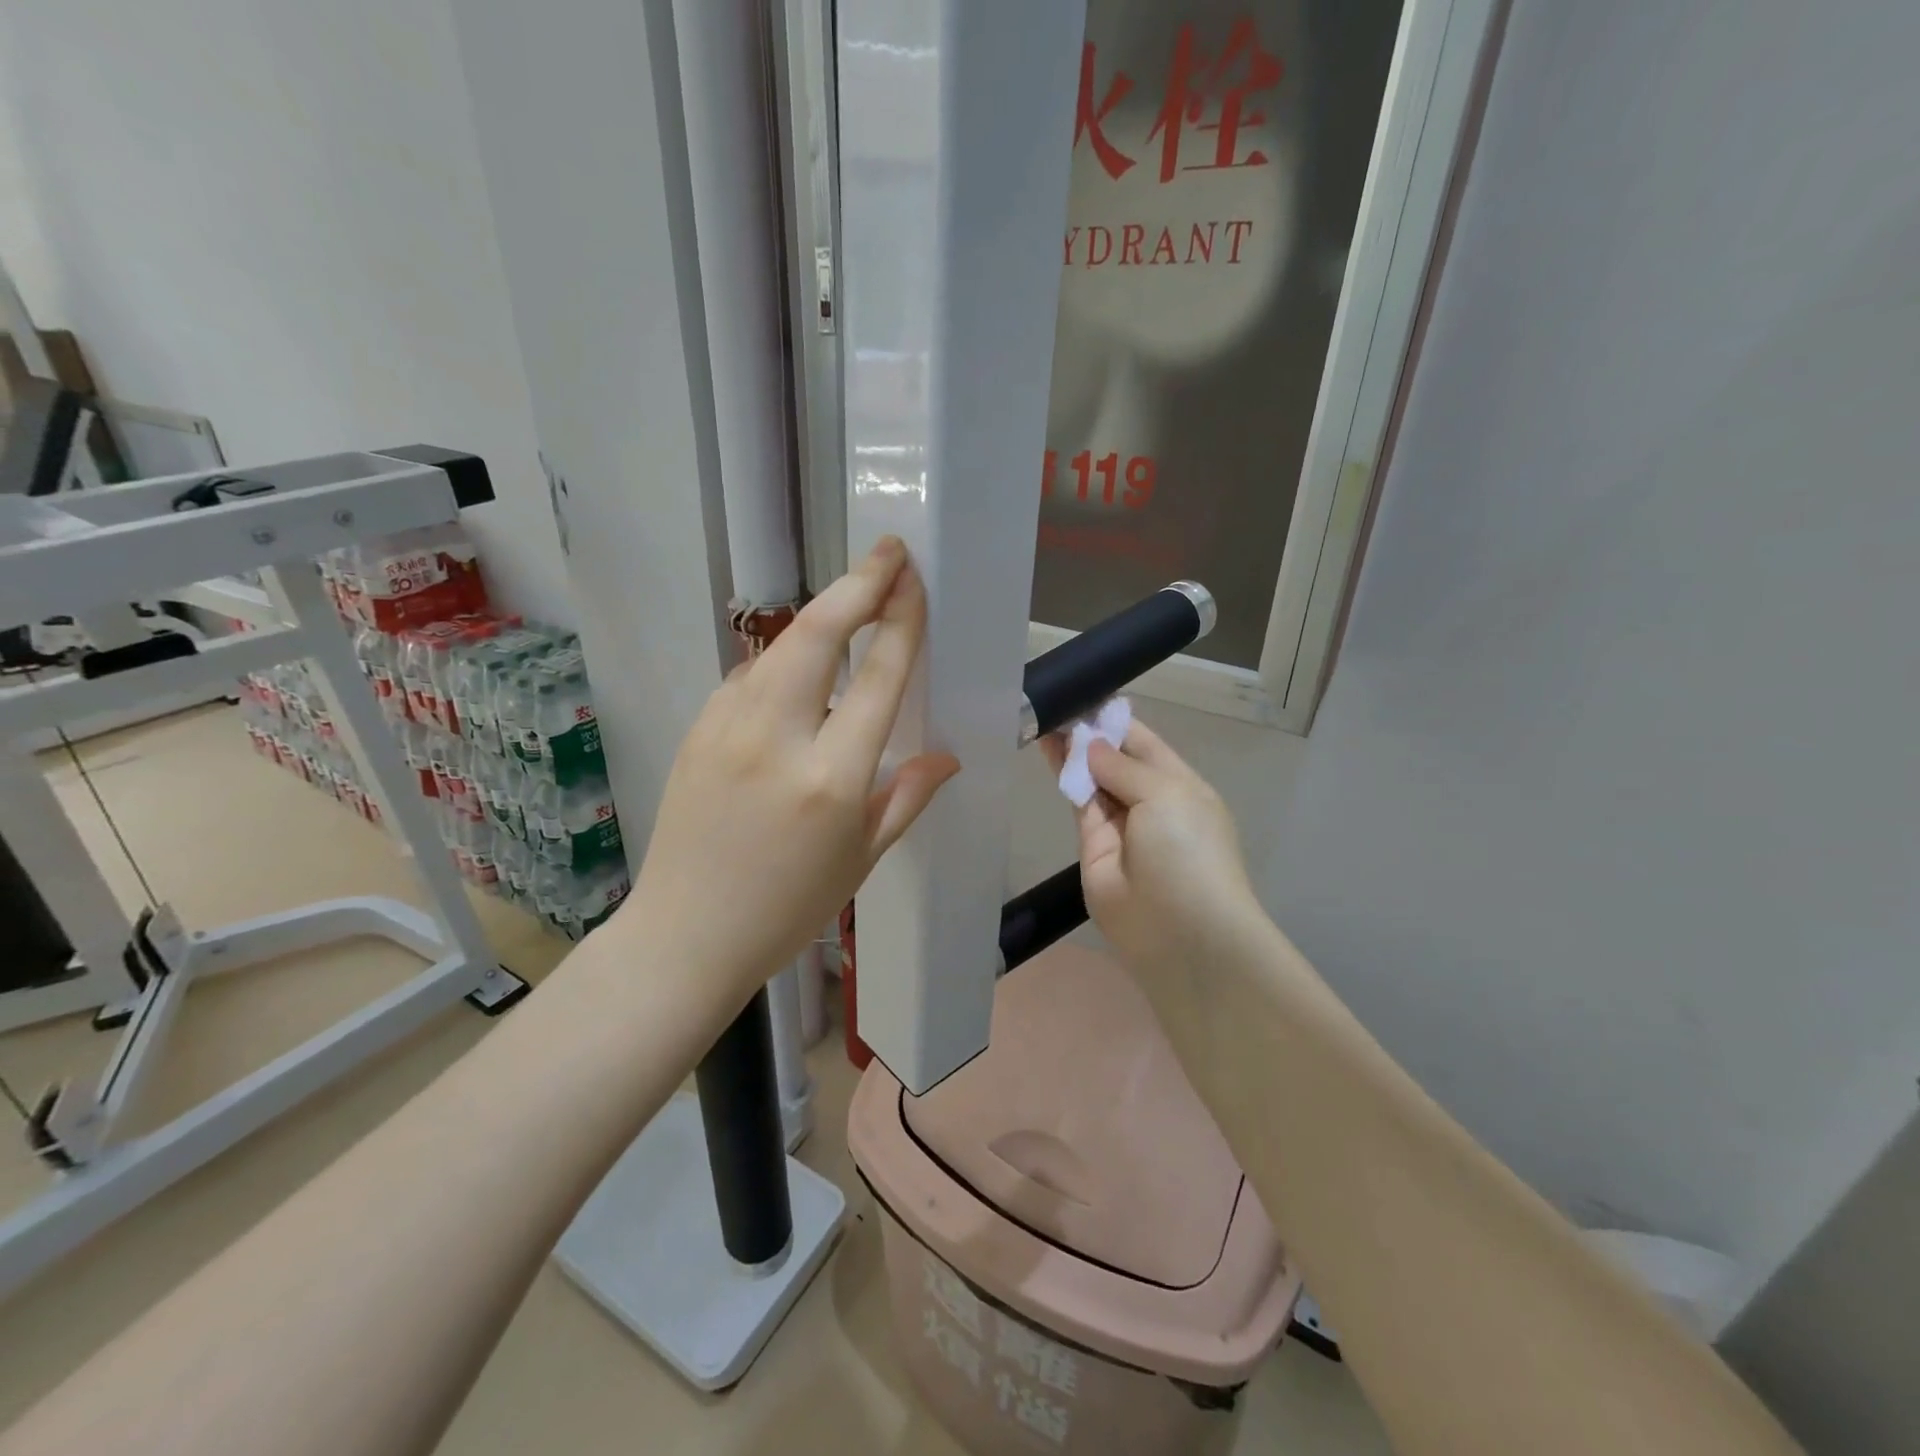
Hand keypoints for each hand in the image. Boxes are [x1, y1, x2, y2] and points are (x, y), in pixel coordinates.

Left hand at [626, 538, 957, 1002]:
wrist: (685, 934)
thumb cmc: (788, 907)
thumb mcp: (862, 858)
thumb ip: (907, 797)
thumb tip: (947, 755)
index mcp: (830, 779)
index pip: (876, 678)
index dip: (900, 621)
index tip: (913, 581)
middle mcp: (777, 739)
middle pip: (817, 634)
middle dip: (858, 584)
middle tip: (889, 554)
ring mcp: (726, 728)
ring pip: (780, 647)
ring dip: (821, 616)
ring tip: (854, 602)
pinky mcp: (697, 729)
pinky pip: (751, 678)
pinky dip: (785, 661)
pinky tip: (802, 673)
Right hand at [1042, 719, 1262, 978]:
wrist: (1178, 932)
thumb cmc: (1188, 851)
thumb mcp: (1167, 794)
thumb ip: (1123, 766)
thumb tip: (1089, 744)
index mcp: (1181, 785)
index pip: (1144, 743)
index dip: (1115, 721)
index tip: (1084, 694)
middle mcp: (1151, 802)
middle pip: (1115, 760)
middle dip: (1089, 734)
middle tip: (1055, 702)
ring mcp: (1120, 825)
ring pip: (1092, 779)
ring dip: (1071, 751)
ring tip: (1043, 717)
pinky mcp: (1091, 846)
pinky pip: (1078, 803)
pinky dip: (1063, 777)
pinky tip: (1046, 748)